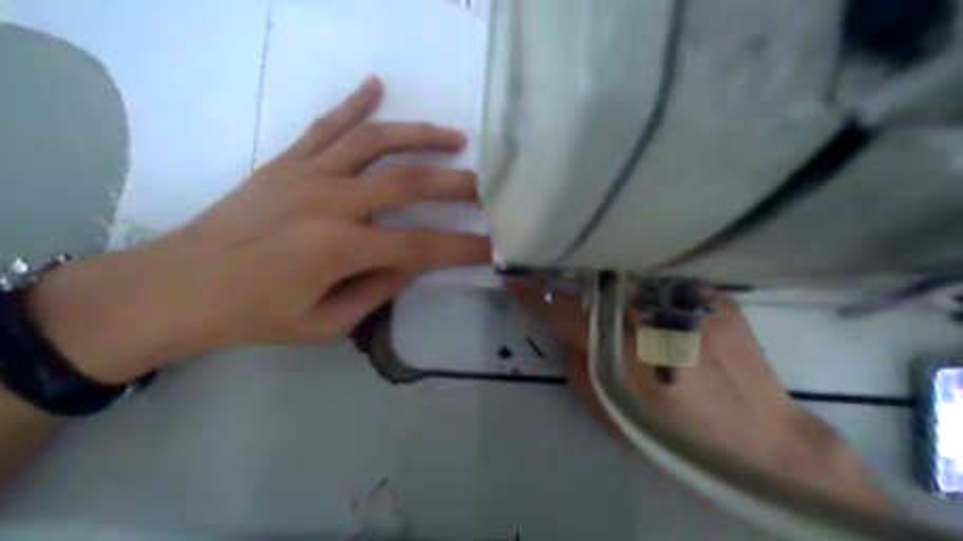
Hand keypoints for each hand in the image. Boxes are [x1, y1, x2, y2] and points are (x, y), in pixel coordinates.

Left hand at [25, 77, 490, 385]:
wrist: (179, 286)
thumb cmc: (254, 315)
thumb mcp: (323, 324)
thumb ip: (375, 292)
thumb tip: (412, 263)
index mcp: (340, 249)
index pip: (420, 247)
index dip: (461, 248)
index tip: (492, 247)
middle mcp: (331, 202)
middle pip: (409, 183)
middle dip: (455, 185)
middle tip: (485, 187)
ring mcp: (307, 174)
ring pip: (375, 141)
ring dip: (420, 135)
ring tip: (454, 137)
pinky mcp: (286, 162)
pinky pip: (326, 126)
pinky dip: (353, 103)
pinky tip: (376, 86)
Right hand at [511, 280, 886, 512]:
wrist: (761, 440)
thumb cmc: (679, 437)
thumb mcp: (614, 418)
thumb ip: (580, 374)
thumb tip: (567, 338)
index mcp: (620, 352)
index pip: (563, 311)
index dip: (534, 294)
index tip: (516, 277)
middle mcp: (650, 317)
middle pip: (598, 282)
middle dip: (576, 277)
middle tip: (567, 277)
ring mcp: (685, 301)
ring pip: (633, 275)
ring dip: (616, 281)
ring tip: (618, 291)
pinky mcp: (714, 296)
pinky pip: (669, 281)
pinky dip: (655, 288)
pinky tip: (663, 304)